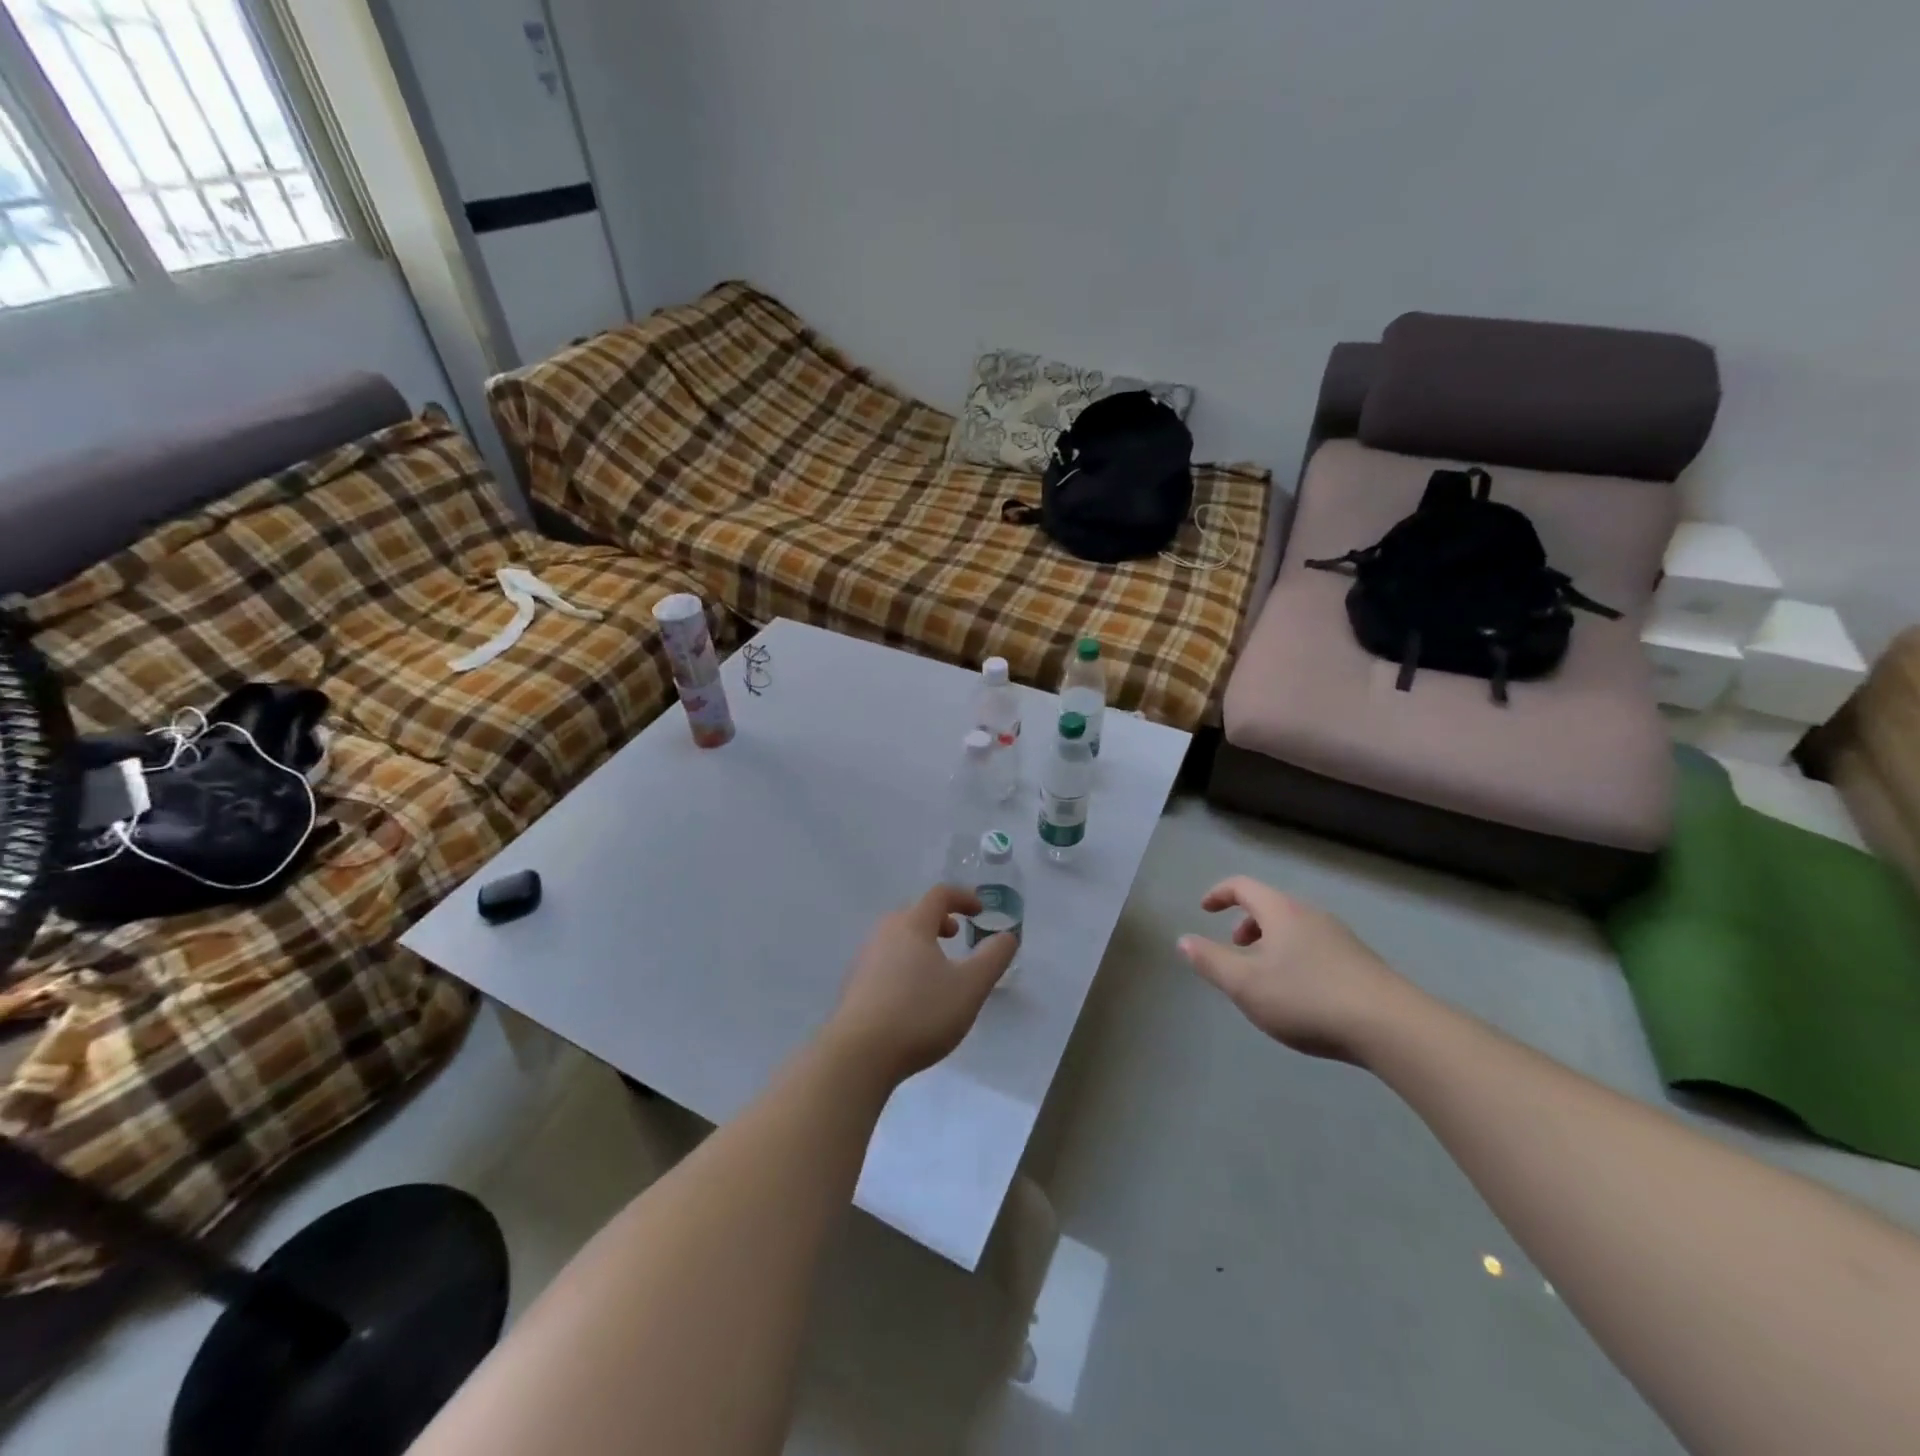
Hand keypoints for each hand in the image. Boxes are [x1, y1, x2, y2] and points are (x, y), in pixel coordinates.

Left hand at [827, 886, 1018, 1083]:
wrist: (858, 1055)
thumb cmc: (920, 1013)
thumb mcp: (970, 987)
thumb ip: (993, 958)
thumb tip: (1007, 936)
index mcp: (912, 925)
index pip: (939, 895)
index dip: (963, 897)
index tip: (980, 912)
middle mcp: (884, 934)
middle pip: (913, 914)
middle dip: (938, 920)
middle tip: (956, 936)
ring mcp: (864, 960)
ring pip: (897, 938)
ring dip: (920, 943)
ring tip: (936, 968)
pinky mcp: (854, 986)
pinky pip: (884, 962)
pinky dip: (903, 964)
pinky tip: (911, 996)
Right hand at [1178, 876, 1418, 1063]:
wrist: (1392, 1027)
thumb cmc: (1307, 998)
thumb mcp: (1245, 984)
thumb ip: (1210, 961)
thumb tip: (1184, 940)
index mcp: (1281, 911)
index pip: (1243, 886)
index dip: (1219, 894)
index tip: (1204, 910)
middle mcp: (1312, 915)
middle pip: (1272, 906)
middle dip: (1247, 923)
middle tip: (1234, 948)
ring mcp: (1341, 938)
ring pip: (1295, 928)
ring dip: (1271, 942)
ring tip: (1264, 977)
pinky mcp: (1361, 964)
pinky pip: (1316, 947)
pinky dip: (1295, 957)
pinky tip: (1300, 995)